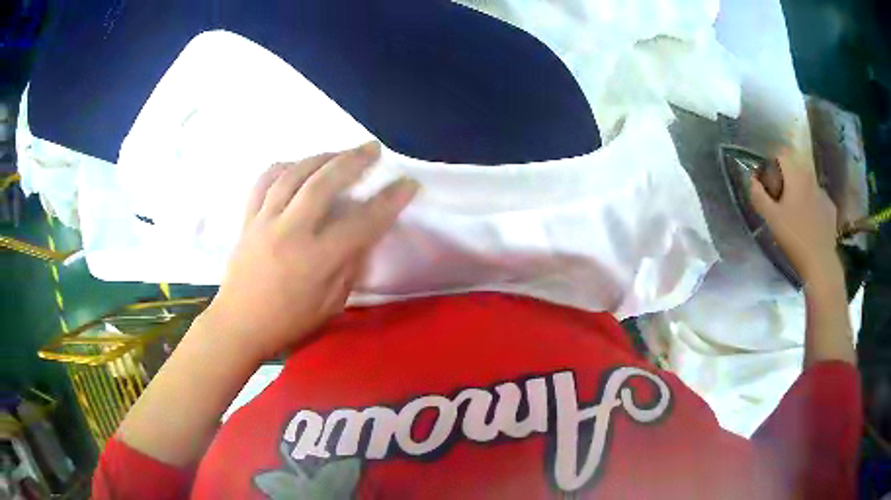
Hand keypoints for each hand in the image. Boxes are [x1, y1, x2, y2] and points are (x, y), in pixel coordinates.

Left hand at [202, 142, 418, 361]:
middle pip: (323, 184)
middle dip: (352, 161)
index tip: (407, 184)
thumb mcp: (329, 306)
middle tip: (372, 148)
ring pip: (293, 175)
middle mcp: (289, 233)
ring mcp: (264, 222)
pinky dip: (282, 167)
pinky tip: (297, 164)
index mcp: (315, 261)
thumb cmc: (287, 322)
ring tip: (340, 152)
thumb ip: (349, 268)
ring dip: (320, 157)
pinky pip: (263, 182)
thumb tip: (362, 237)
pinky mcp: (248, 219)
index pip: (360, 223)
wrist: (239, 325)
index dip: (388, 201)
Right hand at [749, 150, 840, 283]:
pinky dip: (813, 205)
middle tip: (780, 199)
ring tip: (796, 214)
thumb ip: (759, 196)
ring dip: (800, 192)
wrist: (820, 262)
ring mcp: (823, 193)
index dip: (772, 163)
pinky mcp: (830, 209)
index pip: (781, 154)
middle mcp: (811, 178)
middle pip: (795, 167)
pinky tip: (810, 223)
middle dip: (786, 178)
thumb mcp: (771, 218)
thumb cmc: (794, 238)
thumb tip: (751, 179)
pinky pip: (818, 200)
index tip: (768, 181)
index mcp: (796, 175)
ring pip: (808, 184)